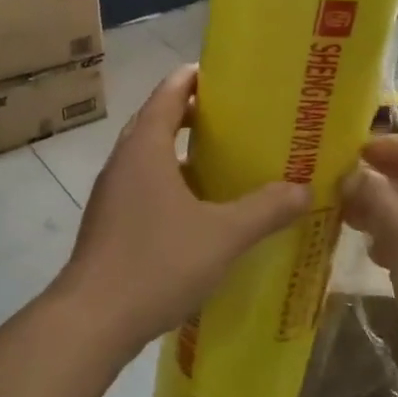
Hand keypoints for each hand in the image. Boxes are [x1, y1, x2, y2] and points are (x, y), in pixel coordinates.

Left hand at [55, 65, 311, 352]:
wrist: (93, 320)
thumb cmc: (157, 263)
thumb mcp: (223, 236)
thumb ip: (265, 210)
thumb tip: (304, 189)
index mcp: (145, 149)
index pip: (168, 93)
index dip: (193, 79)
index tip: (224, 76)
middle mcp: (123, 163)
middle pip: (156, 122)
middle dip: (190, 114)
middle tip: (233, 119)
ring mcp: (111, 195)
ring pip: (148, 158)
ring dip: (180, 153)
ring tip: (221, 162)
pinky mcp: (108, 224)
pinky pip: (143, 188)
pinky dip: (169, 185)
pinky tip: (197, 211)